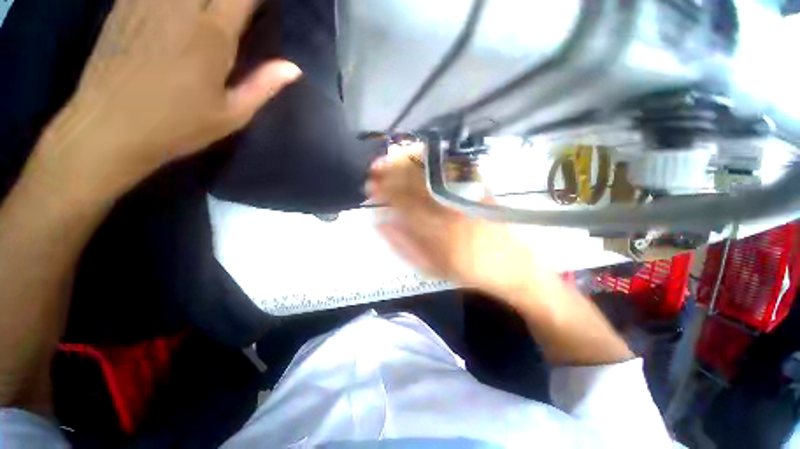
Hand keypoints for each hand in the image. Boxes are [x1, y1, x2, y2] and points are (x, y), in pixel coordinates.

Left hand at [33, 0, 300, 197]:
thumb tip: (293, 68)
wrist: (110, 128)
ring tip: (210, 11)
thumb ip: (263, 86)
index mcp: (212, 36)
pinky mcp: (124, 5)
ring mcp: (147, 1)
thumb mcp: (231, 115)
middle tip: (236, 10)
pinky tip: (178, 9)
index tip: (261, 6)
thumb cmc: (177, 126)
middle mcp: (181, 7)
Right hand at [367, 147, 544, 297]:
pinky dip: (433, 160)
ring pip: (432, 173)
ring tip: (393, 156)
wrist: (510, 265)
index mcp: (436, 233)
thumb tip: (380, 223)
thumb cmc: (467, 271)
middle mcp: (450, 210)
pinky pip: (451, 169)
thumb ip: (404, 245)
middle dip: (392, 172)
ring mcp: (465, 197)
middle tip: (376, 166)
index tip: (371, 184)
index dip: (385, 191)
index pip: (403, 203)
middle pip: (416, 184)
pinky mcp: (478, 190)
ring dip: (409, 162)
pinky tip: (420, 155)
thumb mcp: (431, 268)